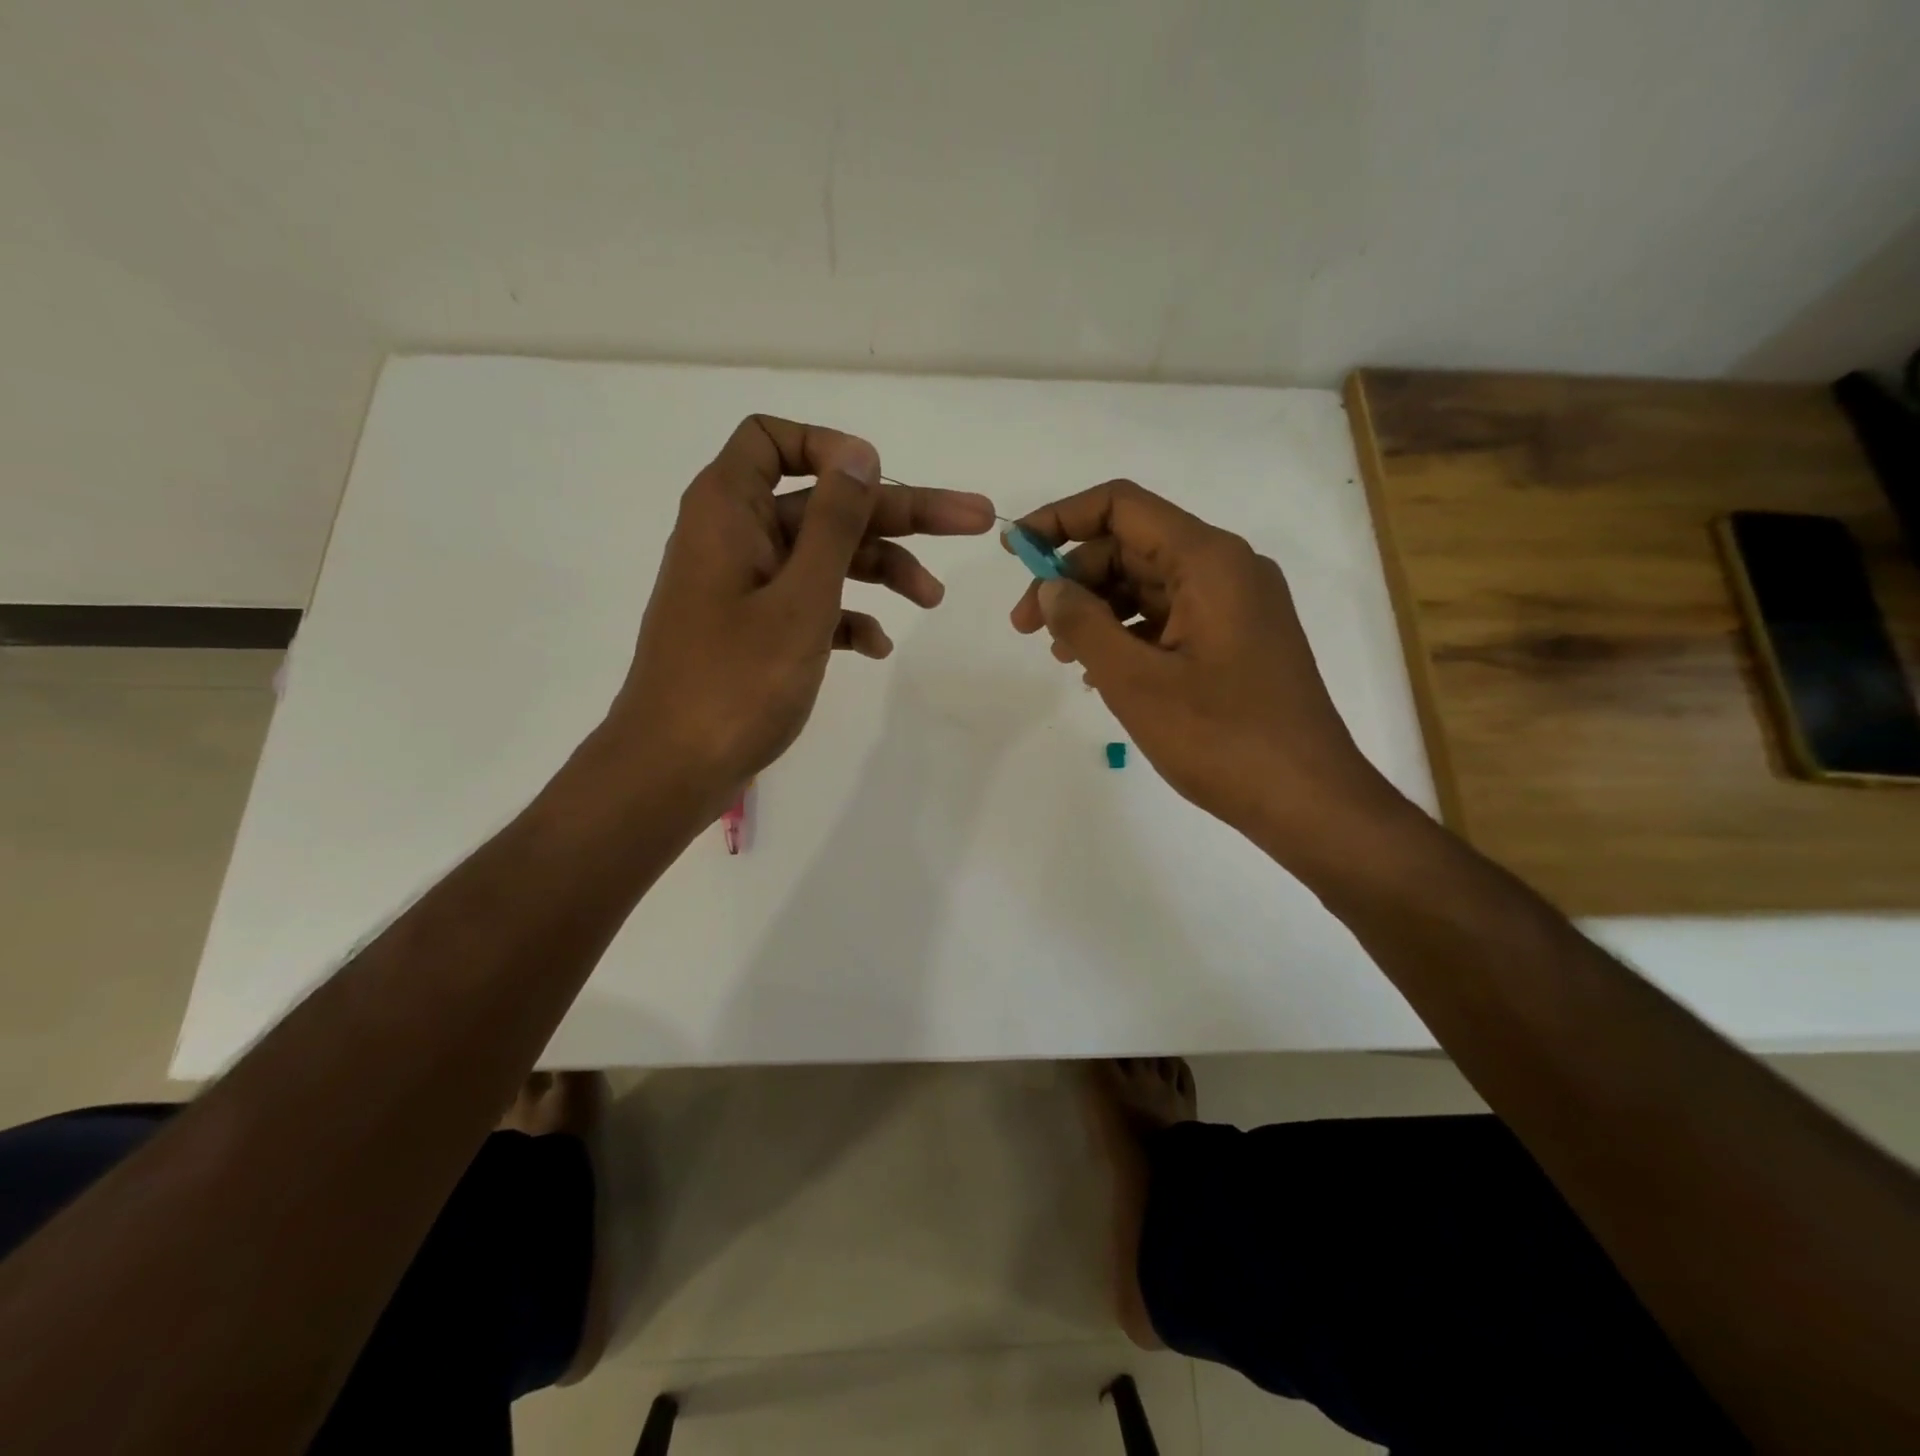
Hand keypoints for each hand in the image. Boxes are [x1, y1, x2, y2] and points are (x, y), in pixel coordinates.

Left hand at [608, 415, 995, 801]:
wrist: (672, 770)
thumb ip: (834, 523)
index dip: (830, 449)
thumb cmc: (736, 681)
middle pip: (824, 505)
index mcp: (729, 511)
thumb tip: (860, 452)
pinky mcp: (754, 631)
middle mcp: (735, 538)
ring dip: (881, 571)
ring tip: (932, 600)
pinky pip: (809, 605)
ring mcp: (745, 588)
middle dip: (897, 515)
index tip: (880, 479)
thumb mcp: (800, 598)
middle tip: (972, 522)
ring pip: (824, 558)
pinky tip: (878, 647)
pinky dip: (847, 617)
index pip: (772, 440)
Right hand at [1008, 480, 1401, 855]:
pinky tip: (1100, 673)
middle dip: (1072, 579)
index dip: (1060, 519)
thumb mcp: (1135, 681)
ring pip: (1147, 584)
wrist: (1307, 800)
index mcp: (1208, 561)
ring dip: (1096, 610)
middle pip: (1130, 546)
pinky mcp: (1236, 640)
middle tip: (1026, 628)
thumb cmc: (1221, 739)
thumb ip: (1083, 625)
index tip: (1015, 552)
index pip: (1121, 507)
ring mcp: (1236, 605)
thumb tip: (1049, 588)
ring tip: (1061, 657)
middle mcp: (1226, 568)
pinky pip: (1169, 618)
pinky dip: (1127, 634)